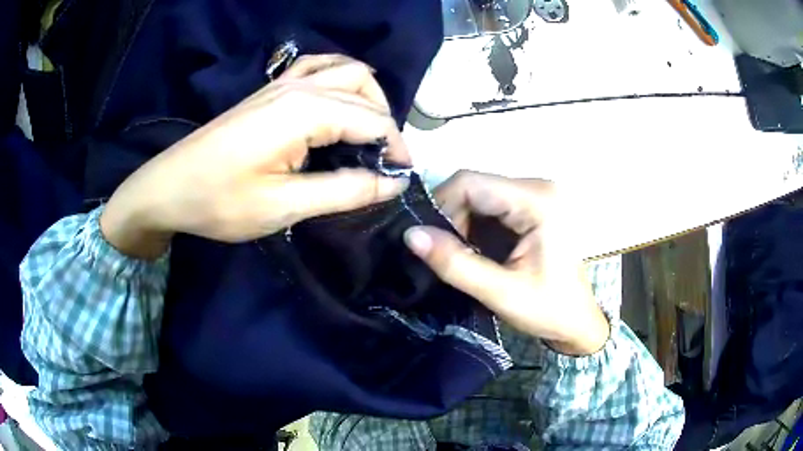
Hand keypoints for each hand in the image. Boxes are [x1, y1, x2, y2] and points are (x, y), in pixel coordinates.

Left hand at [101, 54, 409, 258]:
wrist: (168, 187)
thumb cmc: (220, 201)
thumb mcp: (284, 206)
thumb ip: (344, 191)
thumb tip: (392, 183)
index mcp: (305, 111)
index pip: (373, 119)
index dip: (395, 149)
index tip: (402, 178)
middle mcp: (300, 87)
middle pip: (366, 91)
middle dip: (386, 125)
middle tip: (385, 163)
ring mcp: (283, 84)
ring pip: (347, 71)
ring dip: (368, 98)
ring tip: (368, 134)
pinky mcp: (270, 90)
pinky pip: (318, 68)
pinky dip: (340, 80)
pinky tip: (337, 103)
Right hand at [403, 171, 608, 355]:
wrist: (579, 321)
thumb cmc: (549, 310)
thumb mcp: (501, 292)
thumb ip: (456, 264)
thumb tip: (410, 235)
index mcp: (538, 201)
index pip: (470, 182)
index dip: (440, 206)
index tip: (430, 241)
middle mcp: (538, 187)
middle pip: (473, 185)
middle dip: (451, 217)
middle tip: (445, 253)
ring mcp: (536, 195)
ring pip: (479, 195)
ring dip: (461, 223)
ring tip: (461, 255)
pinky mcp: (532, 207)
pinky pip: (491, 206)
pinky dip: (475, 226)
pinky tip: (477, 250)